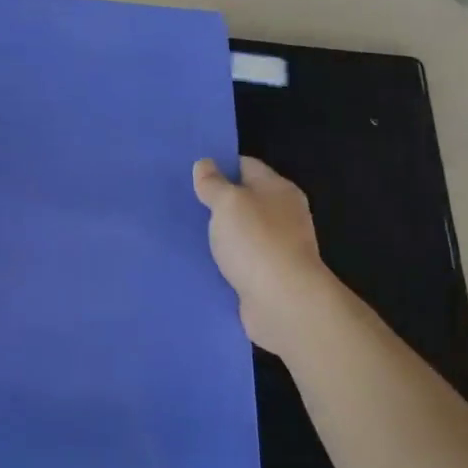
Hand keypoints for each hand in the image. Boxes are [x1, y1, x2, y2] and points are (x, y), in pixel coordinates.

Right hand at [192, 156, 339, 359]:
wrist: (284, 303)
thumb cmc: (256, 241)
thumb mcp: (227, 202)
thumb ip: (213, 183)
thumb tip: (205, 164)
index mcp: (278, 189)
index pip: (246, 166)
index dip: (219, 166)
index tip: (191, 173)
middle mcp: (283, 215)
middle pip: (245, 200)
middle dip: (217, 201)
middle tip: (183, 202)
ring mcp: (278, 248)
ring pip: (241, 232)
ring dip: (220, 234)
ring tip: (186, 232)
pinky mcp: (270, 277)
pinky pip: (241, 261)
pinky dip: (225, 261)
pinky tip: (202, 262)